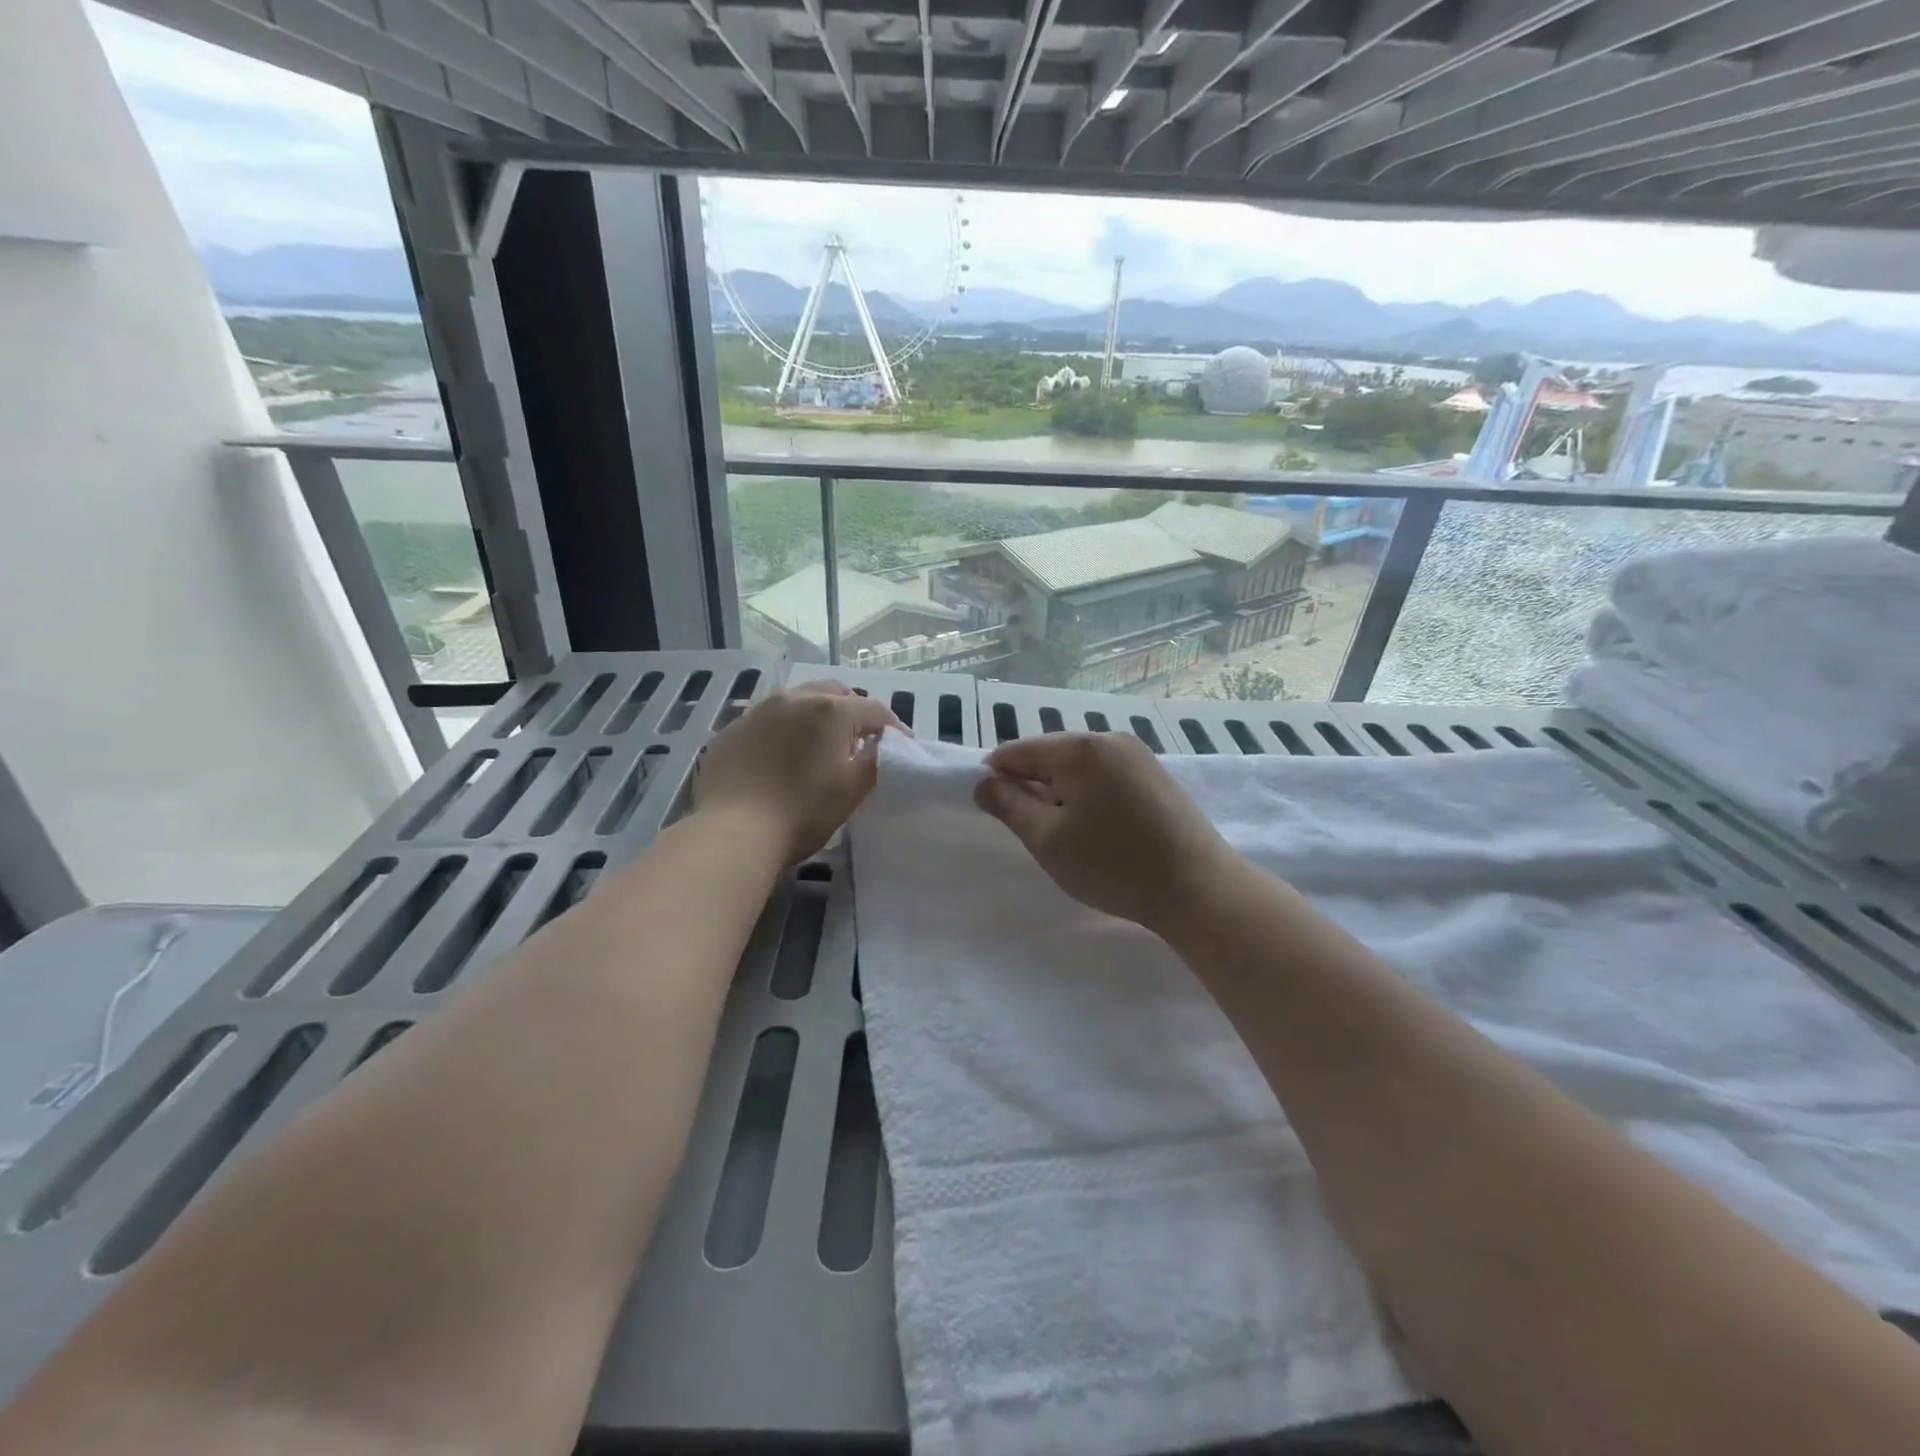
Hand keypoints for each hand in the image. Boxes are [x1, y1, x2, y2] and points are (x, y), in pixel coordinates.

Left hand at [696, 680, 902, 864]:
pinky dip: (782, 731)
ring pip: (797, 701)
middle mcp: (794, 698)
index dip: (893, 727)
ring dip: (815, 716)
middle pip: (834, 693)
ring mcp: (757, 711)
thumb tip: (881, 748)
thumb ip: (875, 762)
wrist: (732, 832)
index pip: (874, 710)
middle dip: (853, 711)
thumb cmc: (802, 811)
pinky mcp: (730, 731)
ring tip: (819, 744)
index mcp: (830, 710)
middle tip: (860, 740)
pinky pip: (766, 721)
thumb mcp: (852, 790)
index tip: (902, 746)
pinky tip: (780, 757)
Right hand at [973, 732, 1240, 935]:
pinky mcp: (1155, 773)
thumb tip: (984, 782)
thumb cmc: (1113, 865)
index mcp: (1077, 749)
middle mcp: (1107, 738)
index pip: (1016, 751)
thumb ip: (1009, 806)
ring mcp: (1136, 753)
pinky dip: (1088, 793)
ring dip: (1061, 791)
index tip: (997, 814)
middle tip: (1035, 831)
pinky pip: (1104, 772)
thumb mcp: (1048, 840)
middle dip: (1032, 785)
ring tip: (1067, 832)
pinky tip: (1097, 826)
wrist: (1198, 888)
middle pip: (1049, 753)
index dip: (997, 779)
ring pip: (1077, 765)